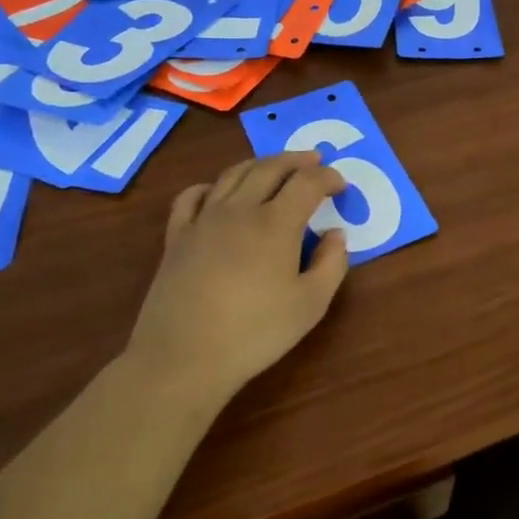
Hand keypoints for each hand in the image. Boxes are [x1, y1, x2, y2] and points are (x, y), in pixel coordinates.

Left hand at [130, 152, 348, 399]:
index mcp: (276, 223)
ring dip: (259, 164)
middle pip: (270, 168)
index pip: (308, 183)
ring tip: (274, 166)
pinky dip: (210, 185)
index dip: (329, 177)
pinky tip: (217, 191)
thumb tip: (335, 235)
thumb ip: (331, 264)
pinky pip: (192, 196)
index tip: (341, 185)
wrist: (183, 358)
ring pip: (233, 174)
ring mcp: (204, 220)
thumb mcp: (311, 305)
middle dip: (296, 160)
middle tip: (314, 160)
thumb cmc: (255, 333)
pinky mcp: (177, 237)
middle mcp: (240, 210)